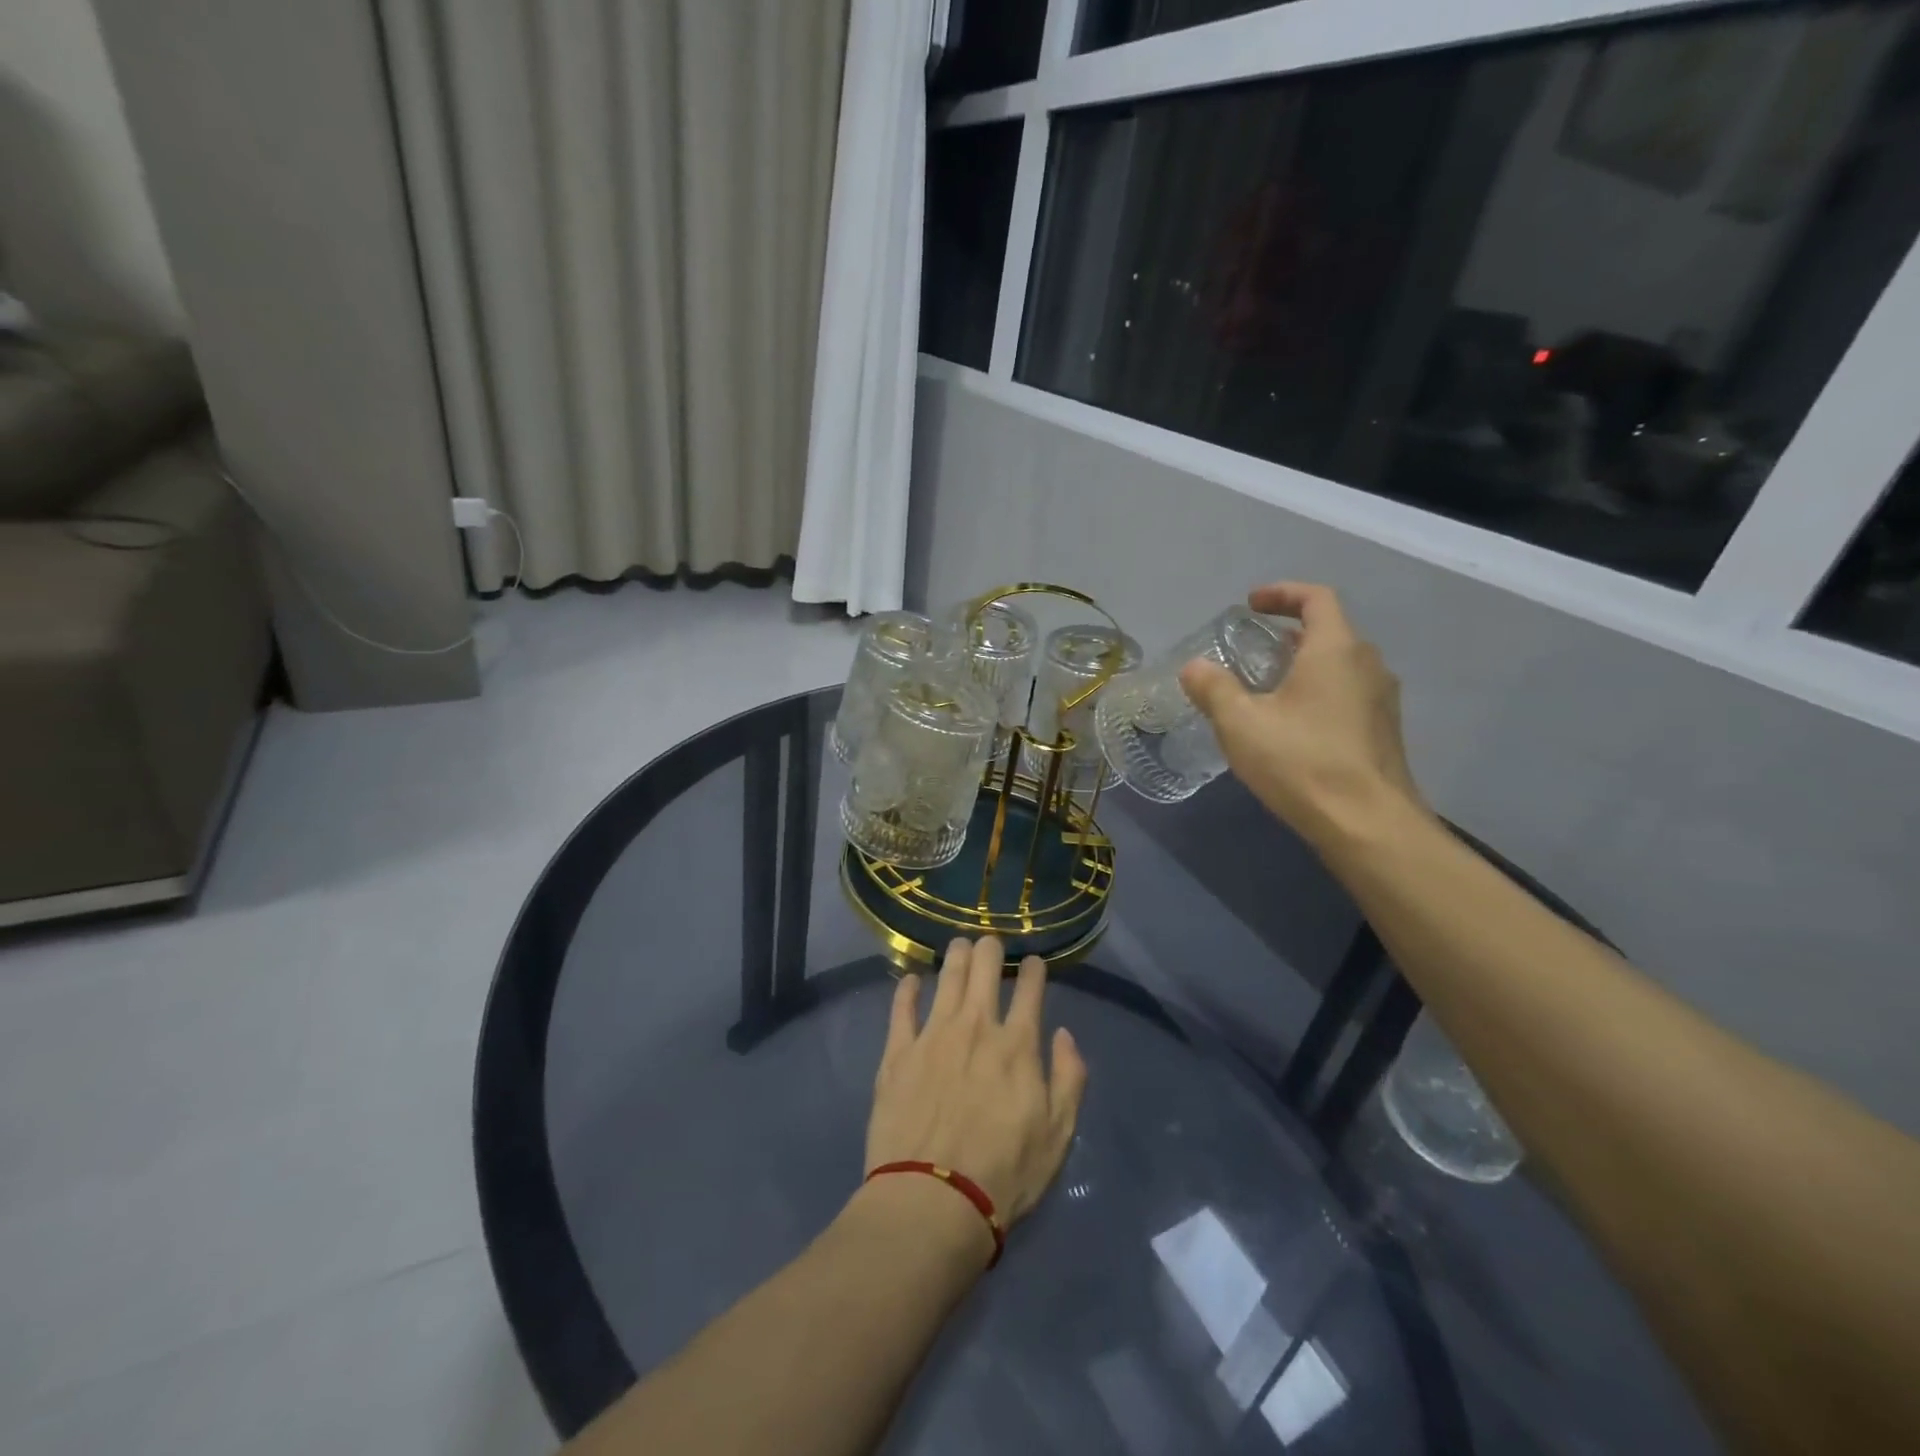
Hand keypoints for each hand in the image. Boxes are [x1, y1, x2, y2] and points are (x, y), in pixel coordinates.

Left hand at [866, 938, 1087, 1228]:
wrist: (933, 1201)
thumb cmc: (1005, 1173)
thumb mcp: (1058, 1135)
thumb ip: (1069, 1078)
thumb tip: (1064, 1034)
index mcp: (1017, 1045)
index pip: (1029, 990)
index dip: (1033, 970)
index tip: (1033, 962)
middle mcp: (976, 1026)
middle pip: (984, 968)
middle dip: (990, 949)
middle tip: (991, 945)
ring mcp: (933, 1035)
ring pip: (946, 976)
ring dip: (956, 956)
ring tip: (959, 946)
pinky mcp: (898, 1052)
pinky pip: (902, 1007)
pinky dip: (908, 988)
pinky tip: (912, 979)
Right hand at [1180, 582, 1426, 849]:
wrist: (1367, 824)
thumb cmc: (1301, 762)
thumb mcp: (1240, 723)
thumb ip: (1213, 688)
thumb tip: (1194, 667)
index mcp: (1335, 650)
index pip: (1316, 598)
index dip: (1282, 593)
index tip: (1250, 604)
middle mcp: (1367, 665)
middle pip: (1329, 632)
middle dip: (1288, 634)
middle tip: (1251, 650)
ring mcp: (1381, 700)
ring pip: (1339, 666)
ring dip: (1302, 666)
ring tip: (1265, 689)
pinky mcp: (1383, 732)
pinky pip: (1347, 694)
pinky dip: (1317, 693)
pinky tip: (1290, 726)